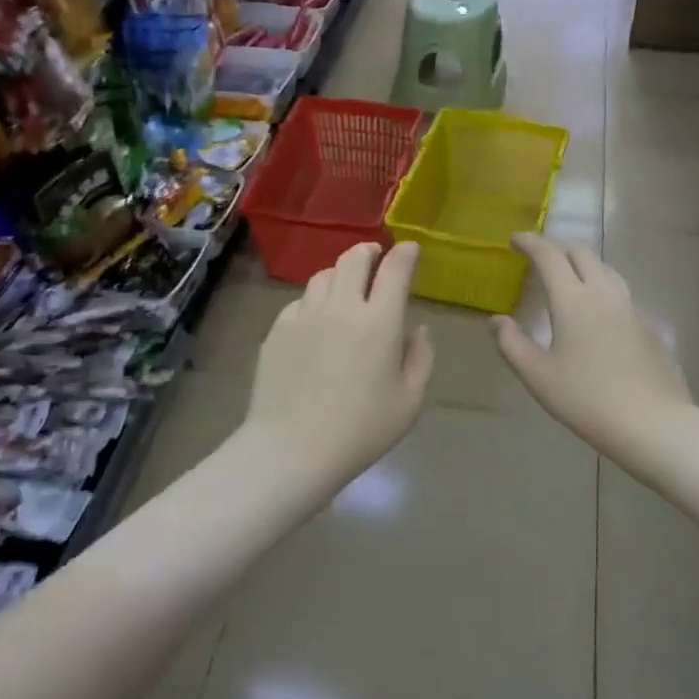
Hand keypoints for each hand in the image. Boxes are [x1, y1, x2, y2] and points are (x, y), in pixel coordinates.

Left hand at [243, 242, 434, 495]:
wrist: (291, 449)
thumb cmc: (360, 431)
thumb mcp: (409, 401)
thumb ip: (421, 358)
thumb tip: (418, 329)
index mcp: (379, 322)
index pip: (394, 270)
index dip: (405, 254)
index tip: (410, 248)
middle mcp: (341, 308)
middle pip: (353, 259)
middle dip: (368, 251)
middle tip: (375, 256)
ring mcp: (304, 316)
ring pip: (322, 276)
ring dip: (339, 274)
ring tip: (345, 287)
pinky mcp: (277, 330)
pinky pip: (299, 302)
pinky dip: (313, 302)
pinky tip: (316, 321)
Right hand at [494, 234, 695, 463]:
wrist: (654, 422)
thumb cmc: (587, 399)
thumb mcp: (538, 376)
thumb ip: (512, 344)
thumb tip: (496, 321)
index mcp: (573, 300)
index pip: (549, 256)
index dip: (531, 243)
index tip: (515, 239)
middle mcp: (604, 294)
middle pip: (582, 254)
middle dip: (557, 248)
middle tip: (539, 259)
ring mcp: (631, 308)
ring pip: (605, 270)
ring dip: (582, 265)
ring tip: (568, 279)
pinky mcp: (648, 326)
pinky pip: (620, 293)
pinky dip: (601, 289)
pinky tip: (596, 313)